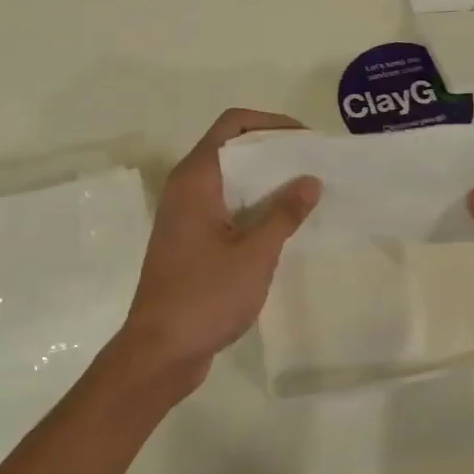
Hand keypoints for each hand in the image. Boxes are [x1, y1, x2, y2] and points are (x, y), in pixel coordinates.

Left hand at [108, 108, 319, 398]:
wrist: (160, 351)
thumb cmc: (205, 295)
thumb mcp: (255, 253)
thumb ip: (284, 213)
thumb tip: (310, 180)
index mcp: (196, 178)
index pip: (232, 124)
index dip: (270, 123)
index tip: (306, 140)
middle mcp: (186, 188)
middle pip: (232, 149)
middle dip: (273, 152)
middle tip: (314, 165)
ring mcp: (185, 216)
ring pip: (230, 180)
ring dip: (265, 182)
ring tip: (306, 192)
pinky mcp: (189, 241)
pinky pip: (226, 207)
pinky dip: (253, 206)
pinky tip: (283, 225)